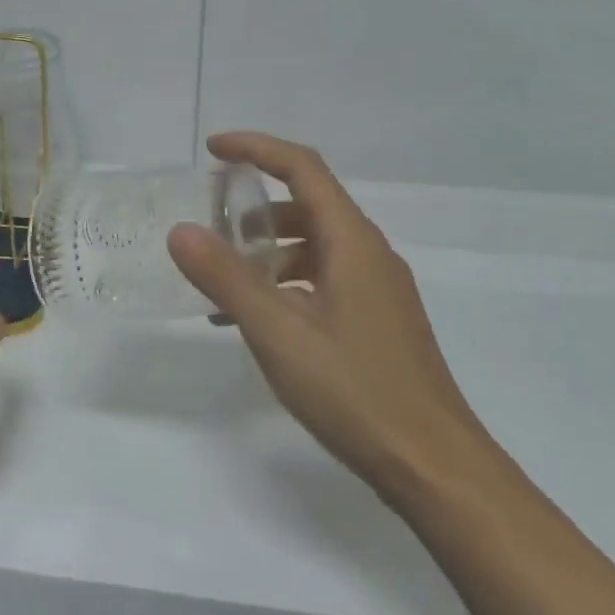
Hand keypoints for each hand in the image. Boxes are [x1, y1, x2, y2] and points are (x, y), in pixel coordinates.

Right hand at [168, 132, 492, 494]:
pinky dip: (284, 285)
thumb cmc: (355, 391)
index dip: (256, 148)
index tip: (212, 149)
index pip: (302, 168)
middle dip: (253, 210)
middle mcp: (369, 254)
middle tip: (208, 228)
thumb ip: (226, 278)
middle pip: (306, 206)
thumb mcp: (278, 332)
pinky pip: (322, 281)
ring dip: (266, 253)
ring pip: (313, 248)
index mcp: (352, 241)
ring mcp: (377, 289)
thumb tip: (181, 230)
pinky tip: (256, 323)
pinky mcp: (377, 320)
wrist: (434, 465)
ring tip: (221, 286)